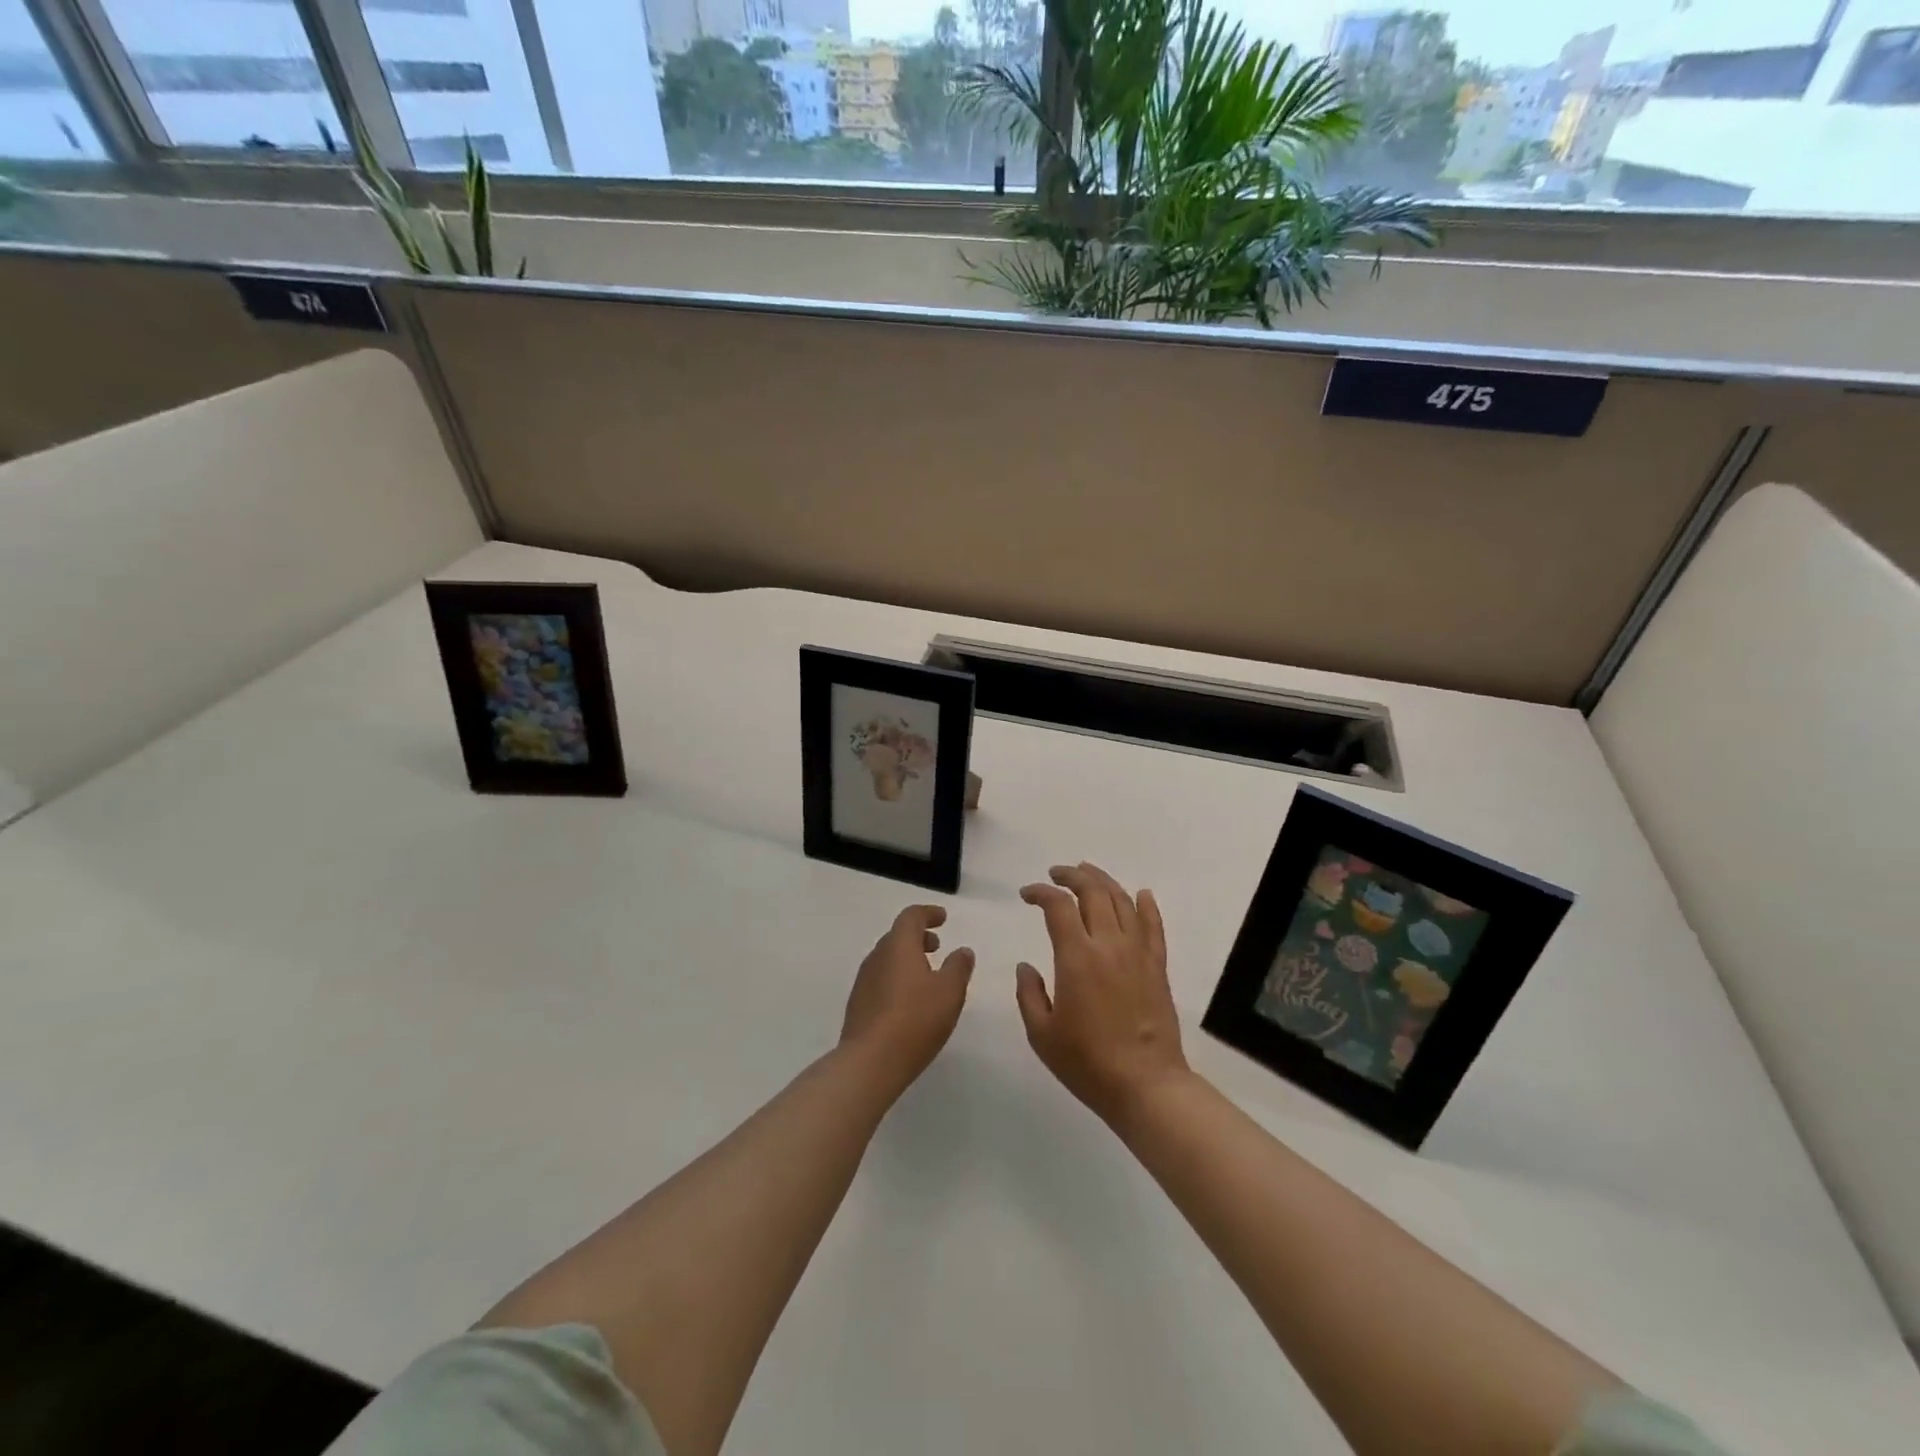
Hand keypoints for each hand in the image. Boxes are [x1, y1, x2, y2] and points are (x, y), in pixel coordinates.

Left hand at [840, 904, 974, 1094]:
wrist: (870, 1062)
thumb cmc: (915, 1019)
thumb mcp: (950, 992)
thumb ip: (958, 967)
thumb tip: (962, 950)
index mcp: (898, 946)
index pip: (911, 917)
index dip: (928, 913)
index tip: (943, 918)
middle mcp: (877, 957)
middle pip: (897, 936)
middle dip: (918, 937)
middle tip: (937, 946)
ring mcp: (864, 982)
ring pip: (888, 959)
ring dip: (907, 959)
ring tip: (927, 975)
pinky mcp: (859, 1005)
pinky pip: (881, 980)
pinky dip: (897, 978)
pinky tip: (909, 1001)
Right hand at [1016, 863, 1188, 1125]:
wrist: (1146, 1085)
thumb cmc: (1088, 1063)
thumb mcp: (1042, 1034)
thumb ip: (1029, 994)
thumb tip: (1026, 966)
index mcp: (1077, 957)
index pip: (1058, 906)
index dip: (1040, 893)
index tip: (1026, 894)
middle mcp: (1109, 945)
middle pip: (1093, 892)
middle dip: (1071, 876)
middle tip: (1056, 874)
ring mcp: (1138, 953)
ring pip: (1123, 901)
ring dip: (1103, 881)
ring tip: (1087, 873)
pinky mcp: (1157, 967)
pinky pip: (1154, 926)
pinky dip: (1147, 905)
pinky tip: (1142, 894)